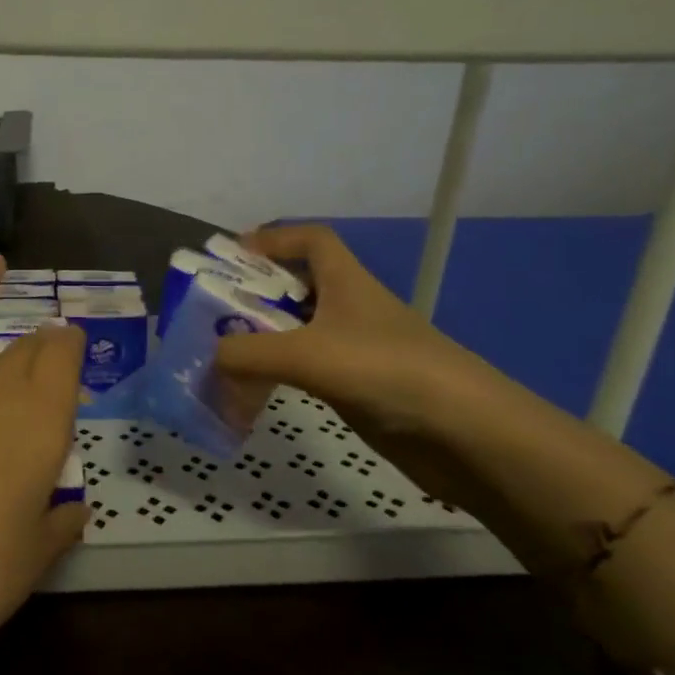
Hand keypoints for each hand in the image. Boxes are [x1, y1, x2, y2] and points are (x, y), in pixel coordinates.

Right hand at [213, 225, 505, 507]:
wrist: (464, 434)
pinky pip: (308, 369)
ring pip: (300, 331)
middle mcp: (351, 309)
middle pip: (299, 286)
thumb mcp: (307, 355)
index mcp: (346, 282)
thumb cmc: (386, 371)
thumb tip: (210, 357)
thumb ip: (248, 353)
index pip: (311, 240)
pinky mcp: (359, 387)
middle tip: (213, 312)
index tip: (232, 256)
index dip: (273, 240)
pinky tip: (256, 389)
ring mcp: (356, 350)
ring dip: (264, 337)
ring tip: (224, 353)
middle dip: (256, 293)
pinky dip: (280, 373)